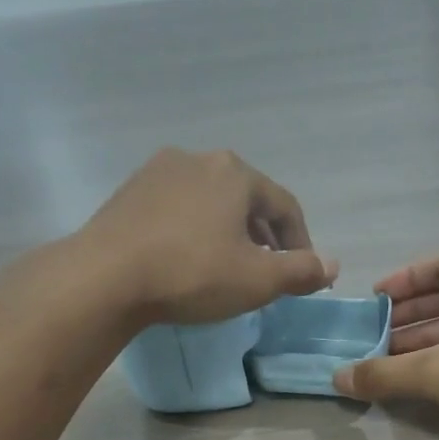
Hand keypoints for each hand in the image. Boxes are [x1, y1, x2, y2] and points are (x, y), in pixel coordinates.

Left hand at [78, 148, 336, 324]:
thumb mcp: (257, 280)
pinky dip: (194, 230)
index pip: (285, 206)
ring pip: (210, 201)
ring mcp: (158, 171)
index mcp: (235, 173)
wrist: (105, 277)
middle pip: (247, 199)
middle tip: (268, 271)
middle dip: (264, 236)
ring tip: (228, 265)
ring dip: (228, 231)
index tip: (303, 273)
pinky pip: (178, 208)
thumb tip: (333, 265)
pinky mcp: (130, 192)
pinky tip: (188, 258)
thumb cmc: (192, 274)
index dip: (301, 242)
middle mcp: (199, 159)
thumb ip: (301, 271)